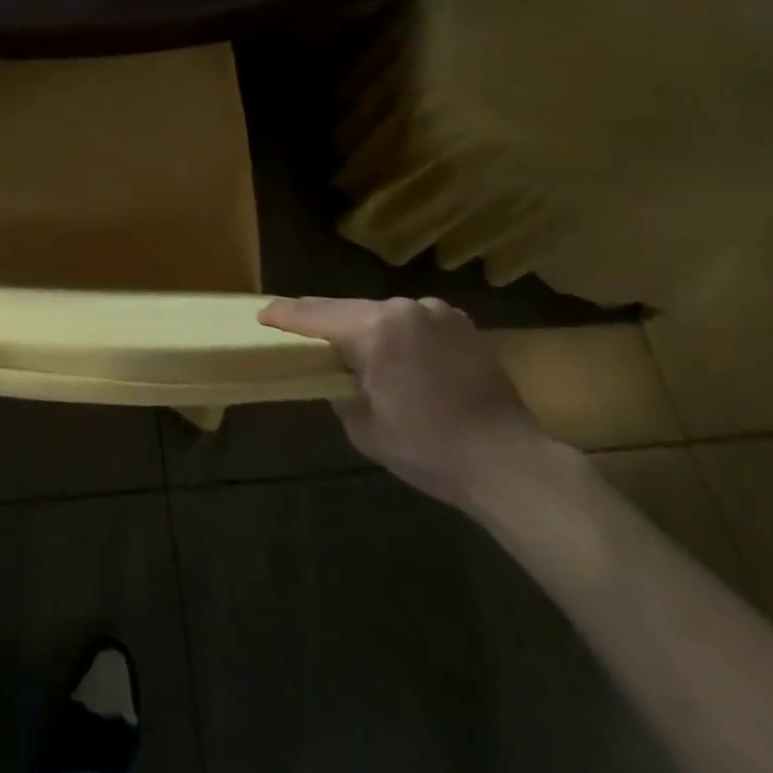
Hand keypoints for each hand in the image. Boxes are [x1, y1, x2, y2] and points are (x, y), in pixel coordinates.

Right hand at [260, 296, 544, 509]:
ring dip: (365, 327)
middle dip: (324, 320)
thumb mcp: (364, 428)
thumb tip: (337, 376)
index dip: (285, 315)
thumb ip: (339, 391)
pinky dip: (398, 333)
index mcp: (375, 330)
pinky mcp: (461, 324)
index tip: (263, 314)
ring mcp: (436, 312)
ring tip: (355, 349)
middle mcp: (404, 309)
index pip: (316, 315)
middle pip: (349, 309)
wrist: (510, 463)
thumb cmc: (430, 449)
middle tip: (301, 331)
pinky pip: (414, 321)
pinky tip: (399, 356)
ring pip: (383, 313)